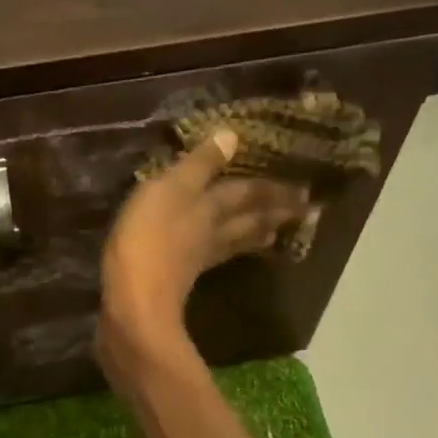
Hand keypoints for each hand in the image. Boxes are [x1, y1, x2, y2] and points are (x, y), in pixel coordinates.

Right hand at [97, 129, 308, 382]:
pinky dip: (224, 254)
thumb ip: (200, 165)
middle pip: (248, 220)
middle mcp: (211, 233)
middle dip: (273, 213)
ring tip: (273, 235)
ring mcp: (197, 260)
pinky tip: (217, 257)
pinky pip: (212, 260)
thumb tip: (233, 136)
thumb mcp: (171, 188)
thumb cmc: (149, 237)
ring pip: (234, 242)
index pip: (247, 193)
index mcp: (211, 207)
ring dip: (254, 235)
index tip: (304, 189)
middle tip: (303, 212)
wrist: (133, 301)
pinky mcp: (179, 282)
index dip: (271, 188)